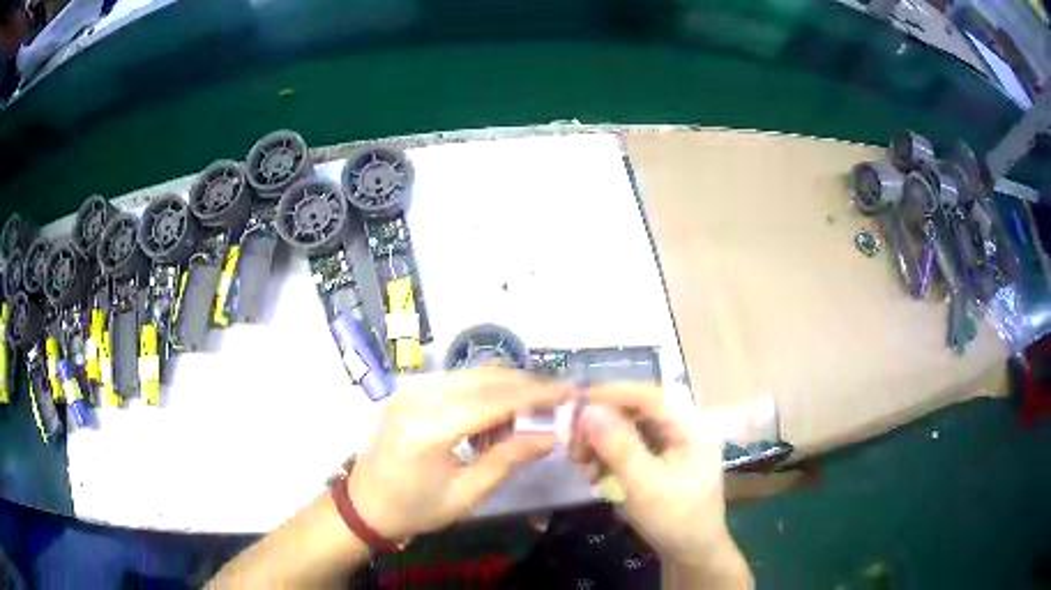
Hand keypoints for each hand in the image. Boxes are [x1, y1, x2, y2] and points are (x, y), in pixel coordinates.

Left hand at [348, 368, 570, 540]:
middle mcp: (416, 399)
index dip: (534, 394)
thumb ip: (507, 460)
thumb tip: (549, 436)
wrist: (364, 505)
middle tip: (555, 398)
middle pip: (482, 377)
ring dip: (504, 386)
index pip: (491, 400)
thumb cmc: (415, 509)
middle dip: (524, 384)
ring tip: (526, 415)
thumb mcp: (466, 494)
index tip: (568, 391)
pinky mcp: (407, 391)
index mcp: (428, 431)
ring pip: (469, 373)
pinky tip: (493, 415)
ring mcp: (408, 391)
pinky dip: (482, 390)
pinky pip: (454, 380)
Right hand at [571, 384, 737, 564]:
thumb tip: (588, 411)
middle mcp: (681, 431)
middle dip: (602, 425)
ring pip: (629, 430)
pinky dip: (608, 458)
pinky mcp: (659, 463)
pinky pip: (629, 449)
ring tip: (582, 466)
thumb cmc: (675, 519)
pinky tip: (595, 476)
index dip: (614, 393)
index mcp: (690, 429)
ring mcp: (670, 448)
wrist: (690, 553)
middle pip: (637, 412)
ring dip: (601, 443)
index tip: (578, 402)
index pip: (651, 396)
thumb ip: (618, 447)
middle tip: (574, 445)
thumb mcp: (644, 485)